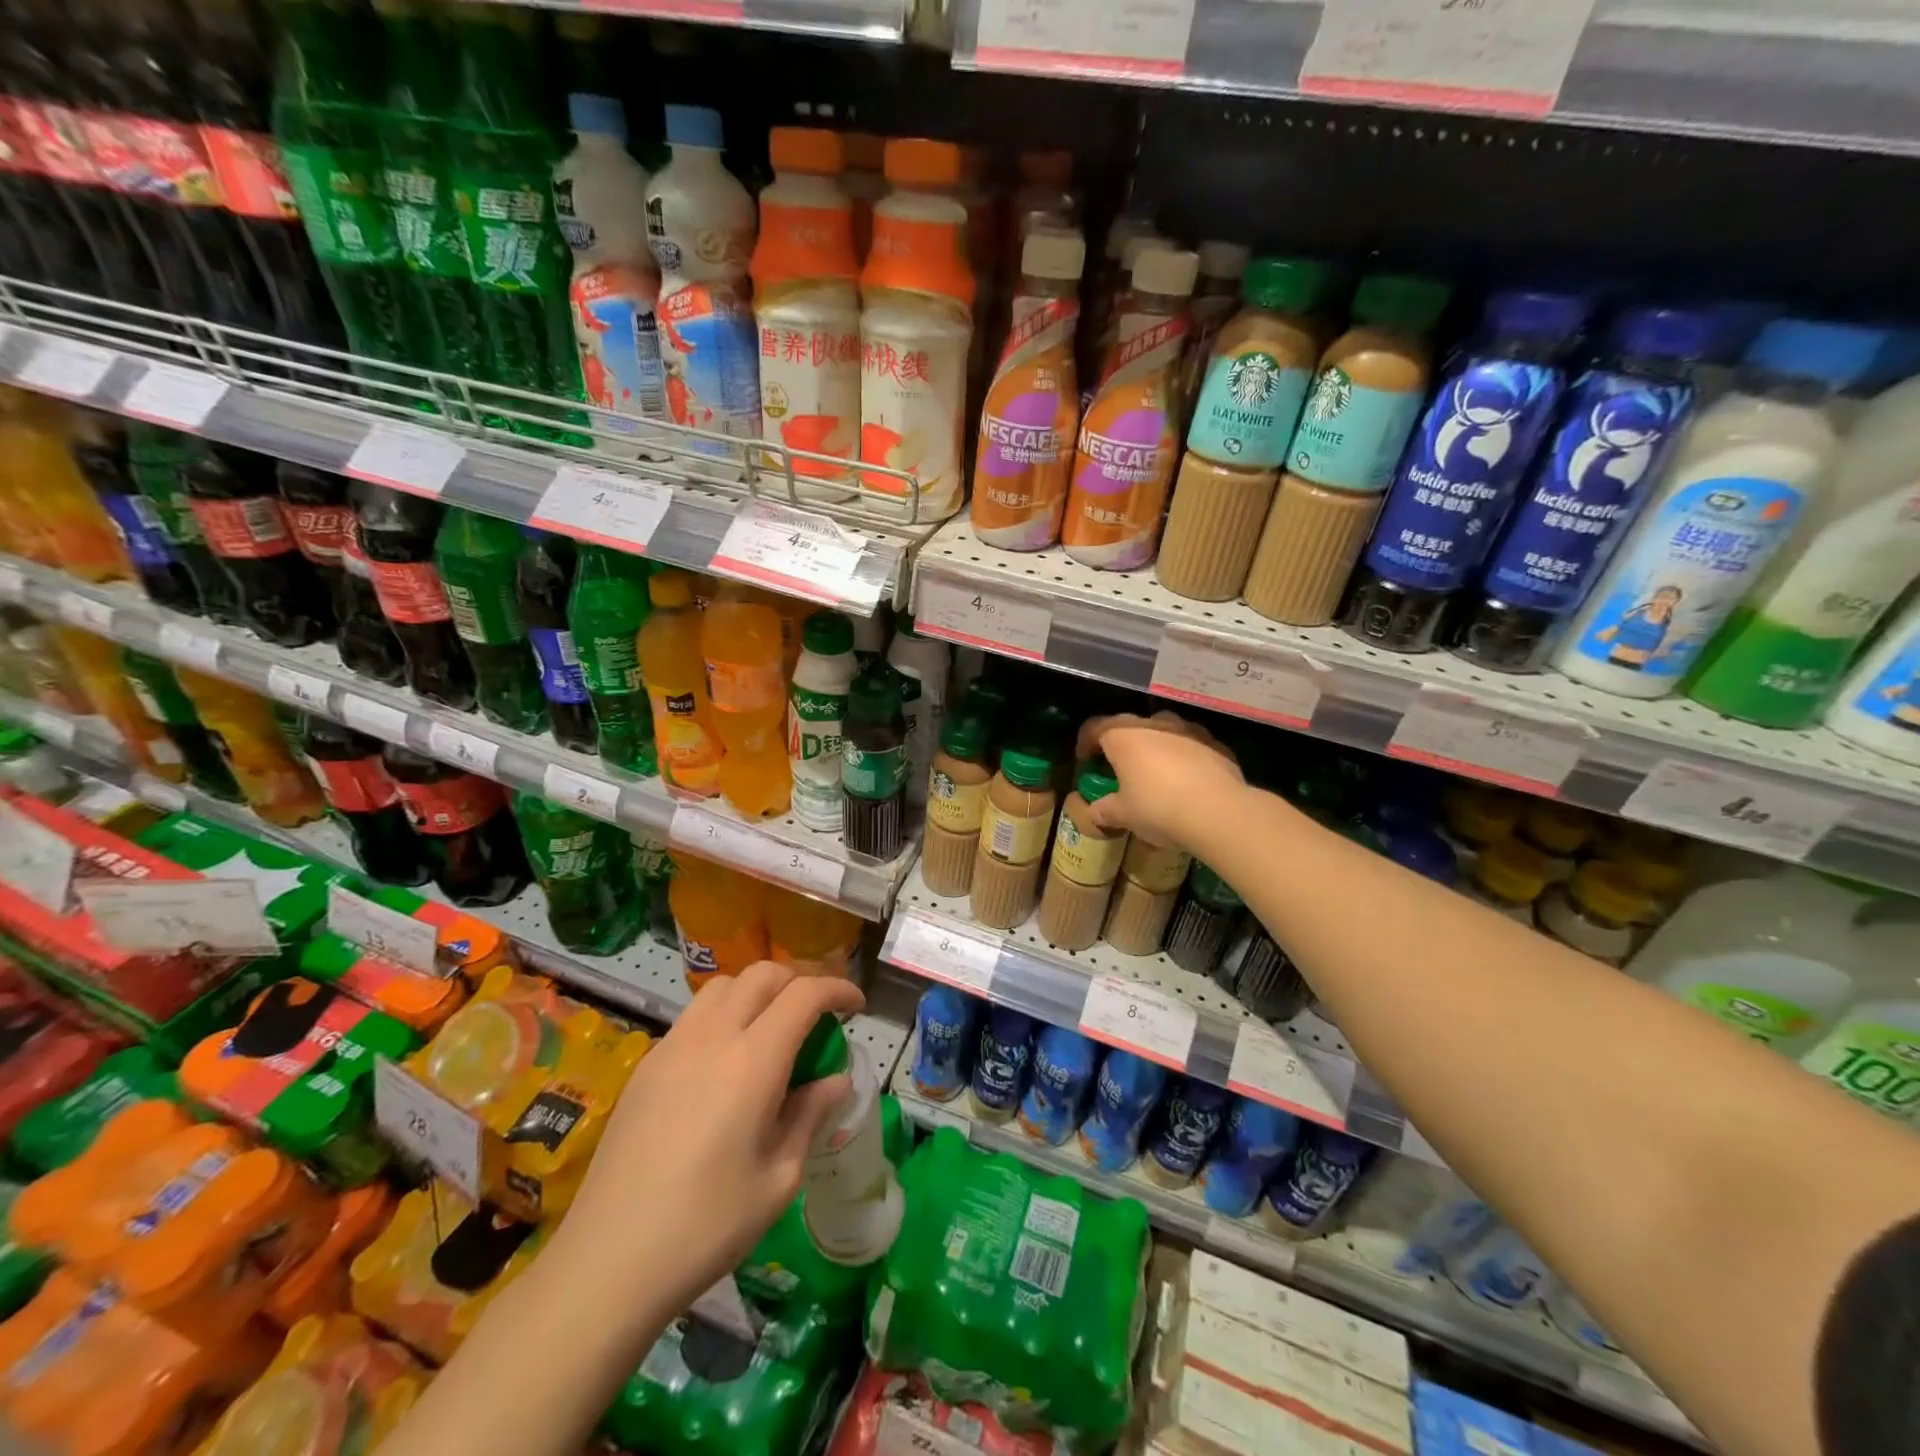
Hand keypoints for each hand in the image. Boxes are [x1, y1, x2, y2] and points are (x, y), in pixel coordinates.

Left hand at [549, 962, 864, 1321]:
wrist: (607, 1263)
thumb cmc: (706, 1227)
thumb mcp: (778, 1179)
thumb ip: (810, 1116)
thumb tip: (835, 1081)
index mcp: (753, 1062)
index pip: (804, 995)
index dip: (837, 989)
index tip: (857, 1006)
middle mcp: (712, 1037)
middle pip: (763, 975)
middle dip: (800, 981)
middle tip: (819, 1013)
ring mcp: (673, 1046)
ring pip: (724, 986)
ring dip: (759, 990)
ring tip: (773, 1027)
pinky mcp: (646, 1065)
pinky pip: (695, 1015)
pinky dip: (725, 1013)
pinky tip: (727, 1060)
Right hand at [1075, 712, 1245, 851]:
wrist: (1219, 812)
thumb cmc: (1158, 808)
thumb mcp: (1123, 815)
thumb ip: (1104, 810)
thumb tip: (1094, 812)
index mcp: (1123, 736)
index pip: (1094, 728)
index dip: (1085, 743)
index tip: (1086, 761)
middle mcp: (1154, 724)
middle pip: (1129, 727)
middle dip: (1122, 746)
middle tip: (1119, 770)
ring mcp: (1188, 731)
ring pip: (1163, 732)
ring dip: (1155, 748)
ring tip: (1156, 775)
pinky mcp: (1216, 744)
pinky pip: (1191, 746)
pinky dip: (1183, 759)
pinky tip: (1187, 783)